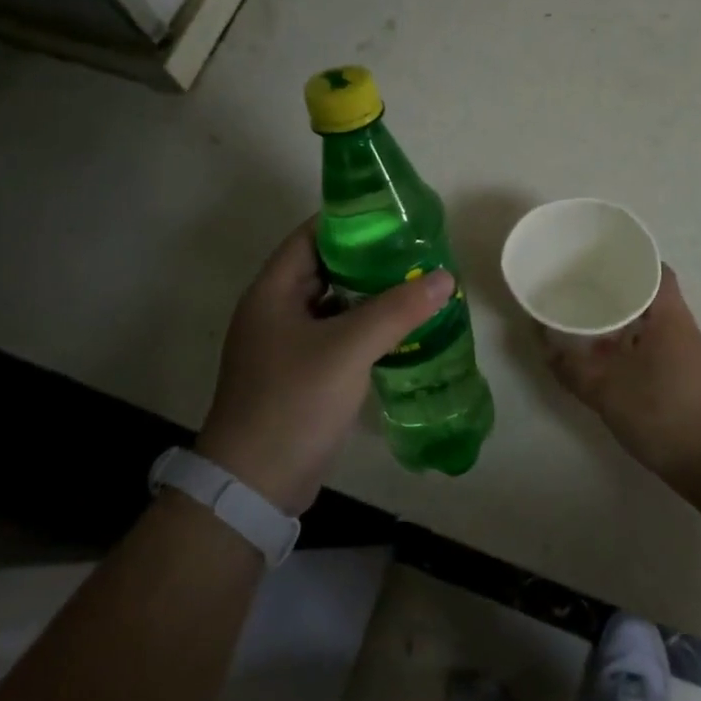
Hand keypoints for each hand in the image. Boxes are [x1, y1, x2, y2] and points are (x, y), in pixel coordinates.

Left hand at [197, 220, 453, 514]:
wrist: (255, 484)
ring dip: (369, 294)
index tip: (393, 216)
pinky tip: (399, 329)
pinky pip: (336, 335)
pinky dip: (364, 327)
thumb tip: (445, 277)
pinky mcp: (299, 373)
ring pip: (333, 303)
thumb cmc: (294, 401)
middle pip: (325, 267)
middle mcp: (275, 310)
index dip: (350, 220)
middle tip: (415, 251)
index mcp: (273, 291)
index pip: (311, 235)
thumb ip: (397, 310)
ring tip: (416, 283)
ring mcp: (285, 344)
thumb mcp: (348, 349)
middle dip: (368, 258)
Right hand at [545, 265, 700, 491]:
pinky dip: (631, 345)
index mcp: (670, 317)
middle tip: (584, 290)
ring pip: (651, 324)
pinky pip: (654, 347)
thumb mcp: (606, 389)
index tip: (602, 260)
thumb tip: (546, 349)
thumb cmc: (661, 412)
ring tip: (589, 322)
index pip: (657, 271)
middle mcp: (682, 328)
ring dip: (624, 321)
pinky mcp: (685, 378)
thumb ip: (572, 368)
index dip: (632, 260)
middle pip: (651, 296)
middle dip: (619, 291)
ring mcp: (687, 355)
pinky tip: (608, 359)